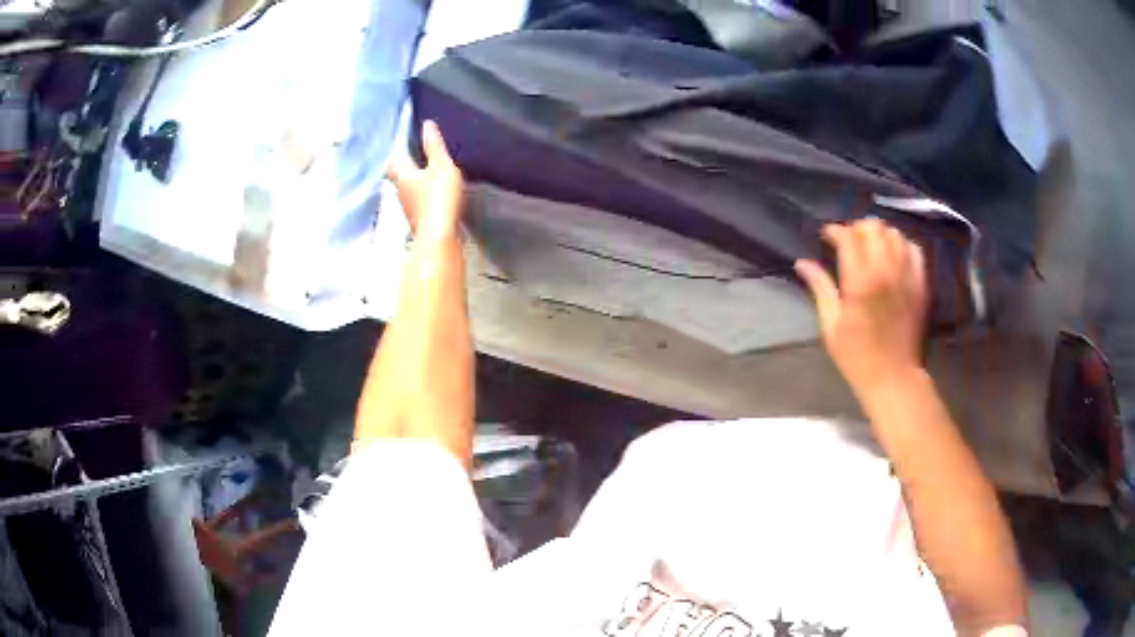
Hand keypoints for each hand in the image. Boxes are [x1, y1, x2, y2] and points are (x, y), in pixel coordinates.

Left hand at [387, 120, 464, 243]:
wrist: (439, 237)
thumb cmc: (438, 198)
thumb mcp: (441, 166)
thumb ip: (434, 146)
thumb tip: (427, 125)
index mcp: (404, 176)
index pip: (393, 163)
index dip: (396, 155)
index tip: (401, 149)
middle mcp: (401, 193)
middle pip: (398, 179)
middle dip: (405, 171)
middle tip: (414, 163)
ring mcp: (409, 210)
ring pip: (408, 193)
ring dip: (414, 186)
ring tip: (426, 178)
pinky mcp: (419, 222)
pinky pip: (419, 205)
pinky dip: (423, 200)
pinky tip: (434, 199)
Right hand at [795, 219, 928, 393]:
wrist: (894, 378)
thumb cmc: (857, 356)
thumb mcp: (831, 325)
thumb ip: (820, 288)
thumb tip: (802, 263)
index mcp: (860, 280)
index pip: (847, 236)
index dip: (834, 231)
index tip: (826, 237)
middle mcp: (886, 269)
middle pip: (873, 227)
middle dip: (857, 229)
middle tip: (849, 243)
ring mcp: (907, 275)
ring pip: (894, 233)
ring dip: (880, 235)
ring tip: (871, 248)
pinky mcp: (921, 283)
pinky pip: (914, 249)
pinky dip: (902, 245)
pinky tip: (893, 256)